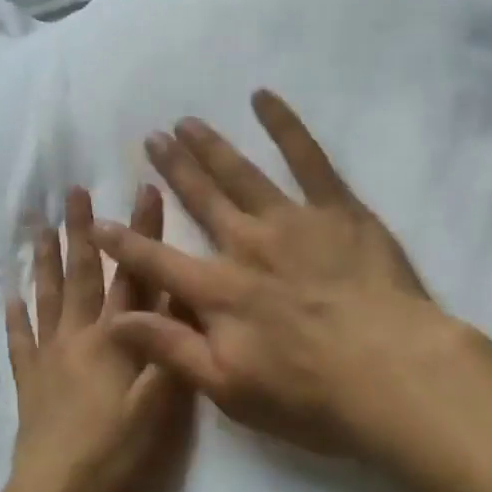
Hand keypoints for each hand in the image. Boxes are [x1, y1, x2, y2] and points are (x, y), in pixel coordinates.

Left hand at [3, 184, 194, 491]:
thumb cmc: (118, 456)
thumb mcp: (163, 407)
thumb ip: (173, 350)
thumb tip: (181, 297)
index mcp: (116, 339)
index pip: (134, 274)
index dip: (143, 232)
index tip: (144, 189)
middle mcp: (79, 337)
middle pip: (82, 274)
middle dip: (82, 230)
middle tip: (73, 192)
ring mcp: (49, 358)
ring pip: (47, 297)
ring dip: (45, 260)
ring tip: (39, 226)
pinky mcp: (30, 384)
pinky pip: (19, 341)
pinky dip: (14, 317)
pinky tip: (8, 296)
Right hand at [91, 90, 469, 460]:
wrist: (395, 376)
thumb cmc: (311, 394)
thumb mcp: (229, 388)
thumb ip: (170, 348)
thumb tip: (114, 320)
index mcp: (218, 291)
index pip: (157, 261)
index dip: (123, 242)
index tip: (96, 220)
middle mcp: (246, 245)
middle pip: (200, 201)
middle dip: (171, 170)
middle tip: (150, 138)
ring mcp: (292, 221)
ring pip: (240, 174)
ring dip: (210, 146)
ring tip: (186, 122)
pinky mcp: (337, 209)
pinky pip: (308, 158)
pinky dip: (284, 125)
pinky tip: (262, 97)